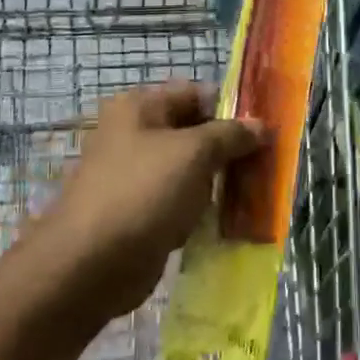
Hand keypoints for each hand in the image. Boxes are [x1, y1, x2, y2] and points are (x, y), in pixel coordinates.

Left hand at [37, 82, 264, 323]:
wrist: (91, 264)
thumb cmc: (143, 192)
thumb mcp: (194, 153)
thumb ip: (230, 134)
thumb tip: (261, 126)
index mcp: (140, 107)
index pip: (196, 94)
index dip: (232, 108)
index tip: (267, 129)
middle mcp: (135, 134)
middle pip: (194, 131)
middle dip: (229, 147)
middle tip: (268, 162)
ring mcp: (136, 175)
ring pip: (189, 169)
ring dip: (218, 180)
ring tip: (257, 191)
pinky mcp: (140, 212)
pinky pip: (180, 201)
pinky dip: (201, 208)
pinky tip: (230, 219)